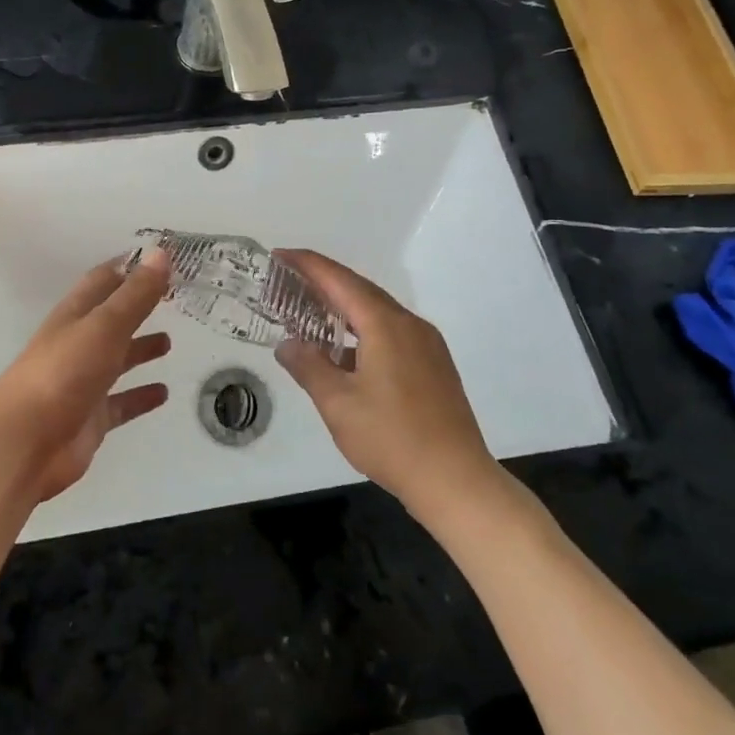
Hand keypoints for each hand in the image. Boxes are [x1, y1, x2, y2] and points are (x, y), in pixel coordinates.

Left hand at [0, 250, 171, 502]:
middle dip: (137, 308)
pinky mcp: (90, 419)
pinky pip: (120, 403)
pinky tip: (164, 393)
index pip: (103, 281)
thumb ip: (136, 294)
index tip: (159, 259)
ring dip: (139, 350)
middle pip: (111, 320)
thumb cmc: (64, 373)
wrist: (24, 443)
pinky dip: (140, 396)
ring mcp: (82, 383)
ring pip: (116, 360)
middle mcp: (77, 344)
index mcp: (75, 316)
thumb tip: (161, 253)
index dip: (128, 268)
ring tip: (170, 343)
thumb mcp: (105, 326)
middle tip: (172, 299)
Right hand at [273, 249, 499, 516]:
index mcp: (385, 325)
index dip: (307, 265)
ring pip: (378, 312)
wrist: (455, 479)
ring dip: (344, 308)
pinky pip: (392, 332)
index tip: (279, 255)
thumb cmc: (391, 438)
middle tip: (289, 282)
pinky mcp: (434, 365)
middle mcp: (409, 324)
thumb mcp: (337, 403)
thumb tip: (288, 344)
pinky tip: (346, 351)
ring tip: (311, 313)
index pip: (339, 280)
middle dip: (324, 282)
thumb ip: (309, 366)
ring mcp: (427, 345)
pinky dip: (363, 330)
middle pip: (361, 291)